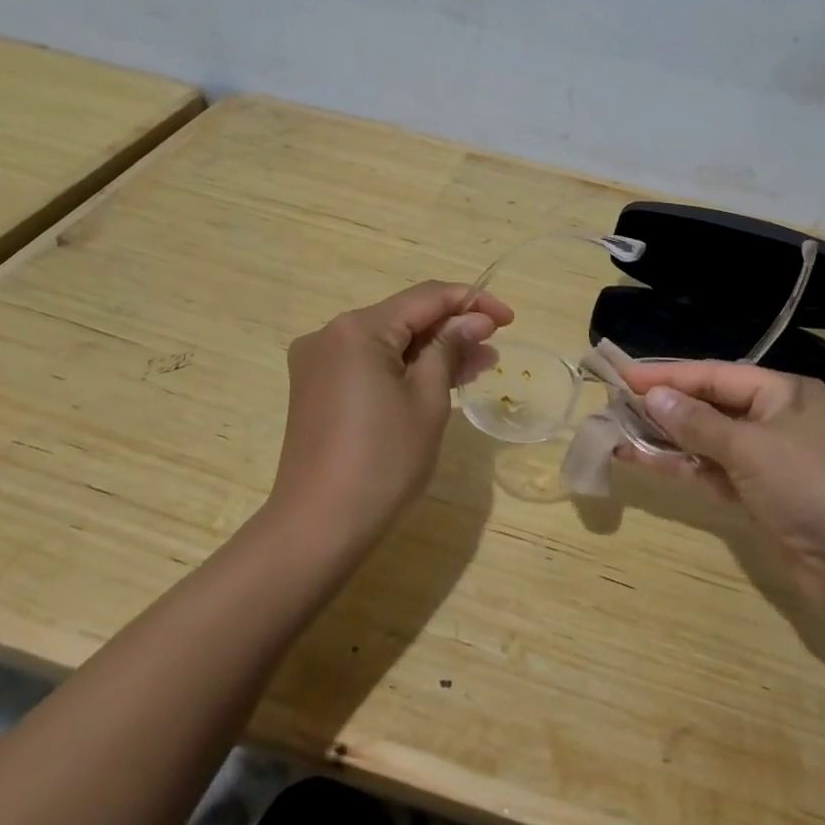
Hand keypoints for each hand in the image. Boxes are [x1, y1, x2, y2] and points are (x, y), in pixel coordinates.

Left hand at [269, 282, 512, 557]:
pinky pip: (368, 363)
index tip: (509, 319)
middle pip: (404, 318)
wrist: (318, 527)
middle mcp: (331, 334)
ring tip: (475, 368)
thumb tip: (474, 320)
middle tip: (493, 350)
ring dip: (430, 352)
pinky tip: (435, 382)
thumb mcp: (428, 400)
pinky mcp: (315, 388)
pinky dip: (403, 369)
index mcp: (358, 328)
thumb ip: (450, 349)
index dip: (472, 301)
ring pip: (387, 342)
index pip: (426, 297)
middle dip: (451, 330)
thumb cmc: (383, 461)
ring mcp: (318, 362)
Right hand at [616, 361, 824, 604]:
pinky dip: (685, 467)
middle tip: (617, 404)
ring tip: (620, 433)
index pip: (715, 374)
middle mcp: (777, 418)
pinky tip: (646, 461)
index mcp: (784, 392)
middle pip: (710, 405)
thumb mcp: (750, 446)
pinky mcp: (763, 495)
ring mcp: (770, 459)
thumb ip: (698, 422)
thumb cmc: (809, 485)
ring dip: (668, 439)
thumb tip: (654, 397)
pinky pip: (715, 471)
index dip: (668, 375)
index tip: (625, 376)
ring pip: (709, 441)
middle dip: (665, 407)